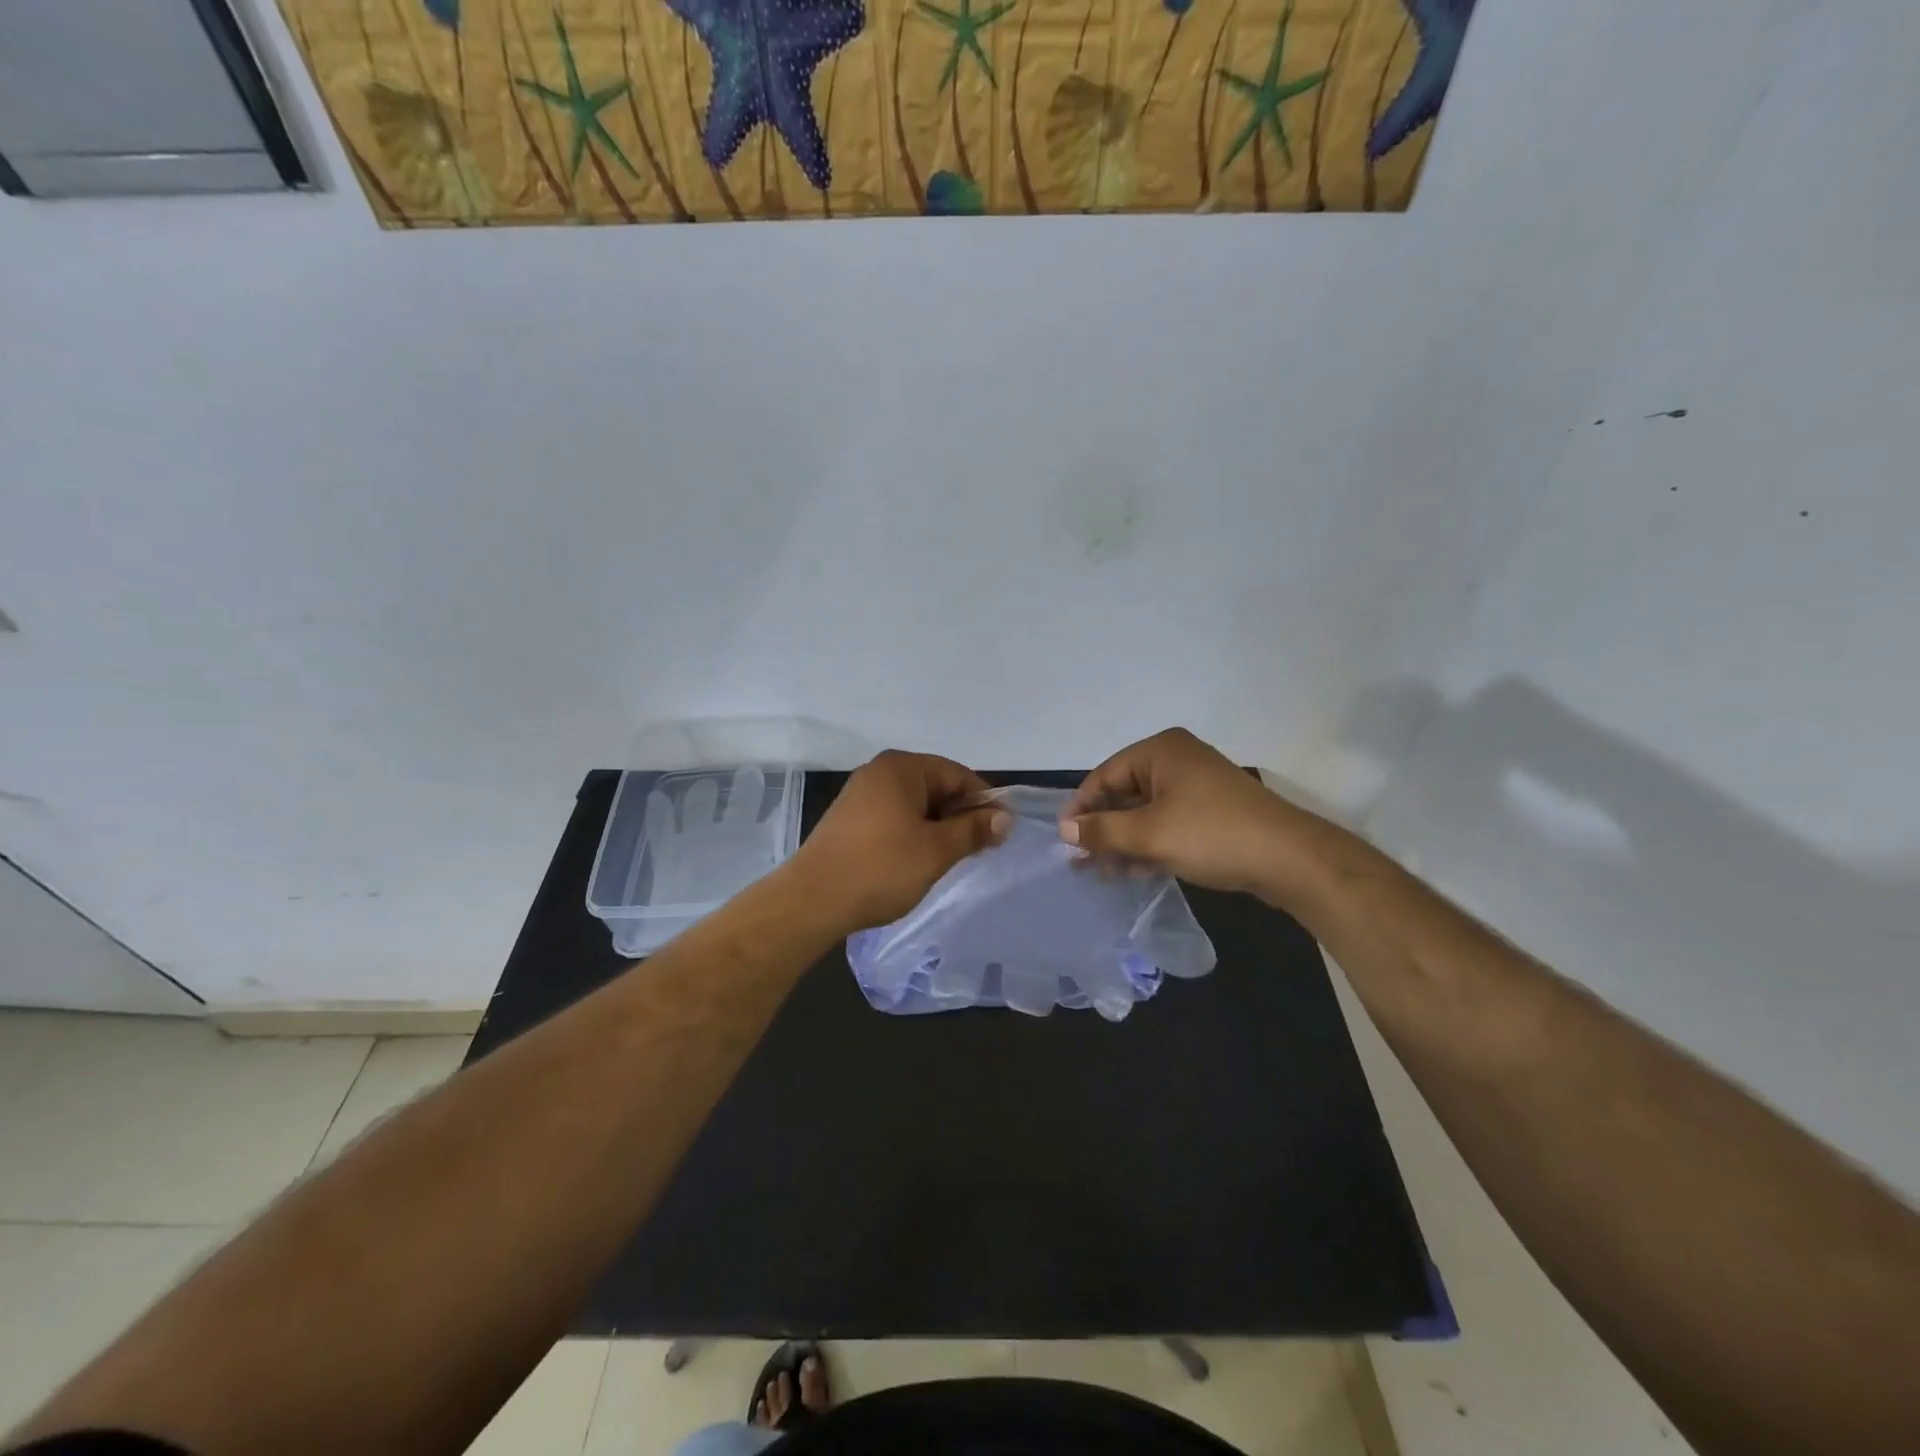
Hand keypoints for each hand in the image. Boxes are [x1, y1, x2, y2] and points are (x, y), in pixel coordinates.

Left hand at [793, 750, 1009, 932]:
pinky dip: (913, 835)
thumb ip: (973, 830)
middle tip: (979, 850)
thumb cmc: (881, 868)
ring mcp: (860, 796)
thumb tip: (1005, 818)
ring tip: (950, 859)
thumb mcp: (936, 850)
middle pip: (935, 787)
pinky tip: (918, 861)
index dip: (984, 802)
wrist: (812, 901)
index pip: (957, 775)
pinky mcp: (849, 821)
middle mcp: (879, 772)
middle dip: (959, 816)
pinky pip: (894, 818)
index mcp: (901, 767)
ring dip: (937, 828)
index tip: (1000, 833)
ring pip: (915, 806)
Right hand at [1059, 727, 1308, 896]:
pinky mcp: (1212, 811)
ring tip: (1105, 874)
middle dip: (1103, 829)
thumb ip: (1102, 831)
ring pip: (1146, 812)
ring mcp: (1198, 786)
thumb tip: (1065, 831)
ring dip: (1124, 841)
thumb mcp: (1149, 834)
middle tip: (1083, 863)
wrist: (1290, 860)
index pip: (1104, 775)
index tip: (1065, 842)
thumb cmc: (1212, 835)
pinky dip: (1150, 844)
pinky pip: (1168, 823)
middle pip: (1124, 793)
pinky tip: (1136, 871)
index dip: (1081, 808)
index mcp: (1161, 751)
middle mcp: (1177, 760)